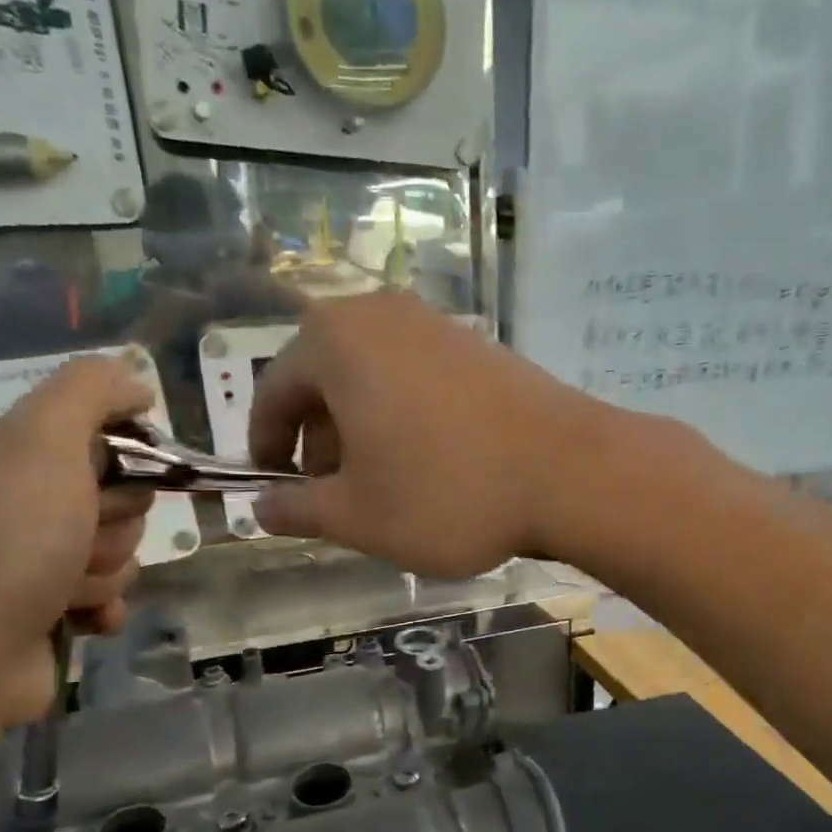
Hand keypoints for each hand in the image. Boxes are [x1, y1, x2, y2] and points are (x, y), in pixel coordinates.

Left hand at [0, 356, 155, 734]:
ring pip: (118, 551)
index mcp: (10, 453)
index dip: (128, 459)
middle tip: (79, 540)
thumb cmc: (8, 542)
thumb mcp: (45, 443)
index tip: (123, 479)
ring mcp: (30, 559)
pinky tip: (80, 620)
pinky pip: (108, 596)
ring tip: (67, 590)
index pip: (104, 437)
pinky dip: (102, 607)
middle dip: (116, 525)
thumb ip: (90, 392)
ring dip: (106, 572)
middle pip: (119, 499)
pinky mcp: (46, 608)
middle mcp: (18, 501)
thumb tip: (136, 380)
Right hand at [249, 293, 621, 576]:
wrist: (569, 471)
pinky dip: (403, 417)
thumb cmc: (446, 493)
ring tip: (380, 485)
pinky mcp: (478, 345)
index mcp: (334, 342)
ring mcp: (436, 325)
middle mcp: (380, 316)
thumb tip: (262, 508)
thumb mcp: (357, 516)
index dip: (266, 445)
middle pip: (324, 379)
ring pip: (372, 379)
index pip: (274, 392)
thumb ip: (298, 510)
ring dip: (361, 431)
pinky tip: (428, 463)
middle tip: (331, 495)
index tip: (274, 487)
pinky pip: (416, 378)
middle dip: (318, 440)